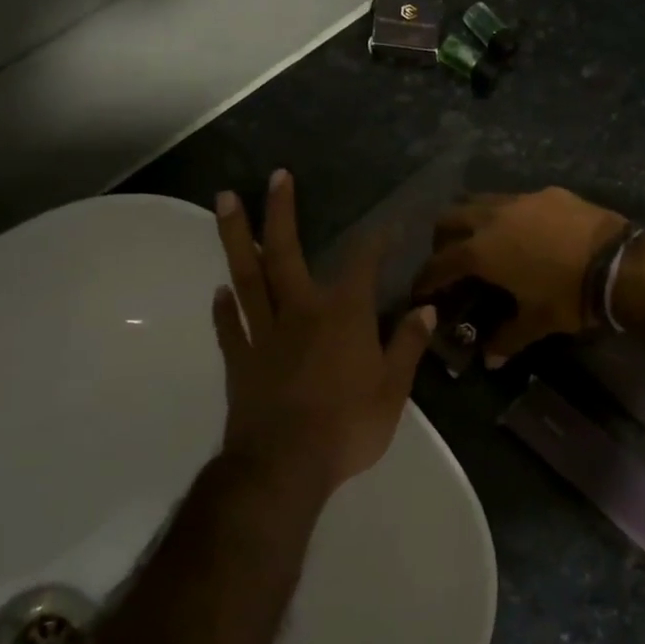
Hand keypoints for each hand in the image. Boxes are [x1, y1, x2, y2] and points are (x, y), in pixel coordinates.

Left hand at [211, 170, 435, 494]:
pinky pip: (230, 326)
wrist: (284, 467)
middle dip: (280, 212)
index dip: (376, 239)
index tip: (387, 222)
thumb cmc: (347, 427)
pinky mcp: (240, 360)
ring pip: (246, 277)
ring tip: (224, 202)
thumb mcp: (393, 390)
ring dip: (236, 238)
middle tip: (274, 177)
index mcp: (342, 316)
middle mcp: (299, 312)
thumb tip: (425, 310)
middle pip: (284, 253)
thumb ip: (407, 346)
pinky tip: (219, 292)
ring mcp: (264, 334)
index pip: (362, 264)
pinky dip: (224, 308)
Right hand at [412, 188, 628, 362]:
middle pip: (450, 218)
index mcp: (481, 251)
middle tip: (450, 259)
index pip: (439, 263)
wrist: (619, 263)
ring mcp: (521, 200)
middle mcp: (492, 218)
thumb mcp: (537, 322)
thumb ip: (507, 338)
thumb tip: (489, 359)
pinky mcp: (548, 193)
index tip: (420, 290)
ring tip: (483, 239)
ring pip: (480, 200)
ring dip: (472, 218)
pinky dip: (508, 214)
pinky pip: (516, 199)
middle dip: (442, 239)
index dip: (426, 278)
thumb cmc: (569, 296)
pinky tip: (525, 231)